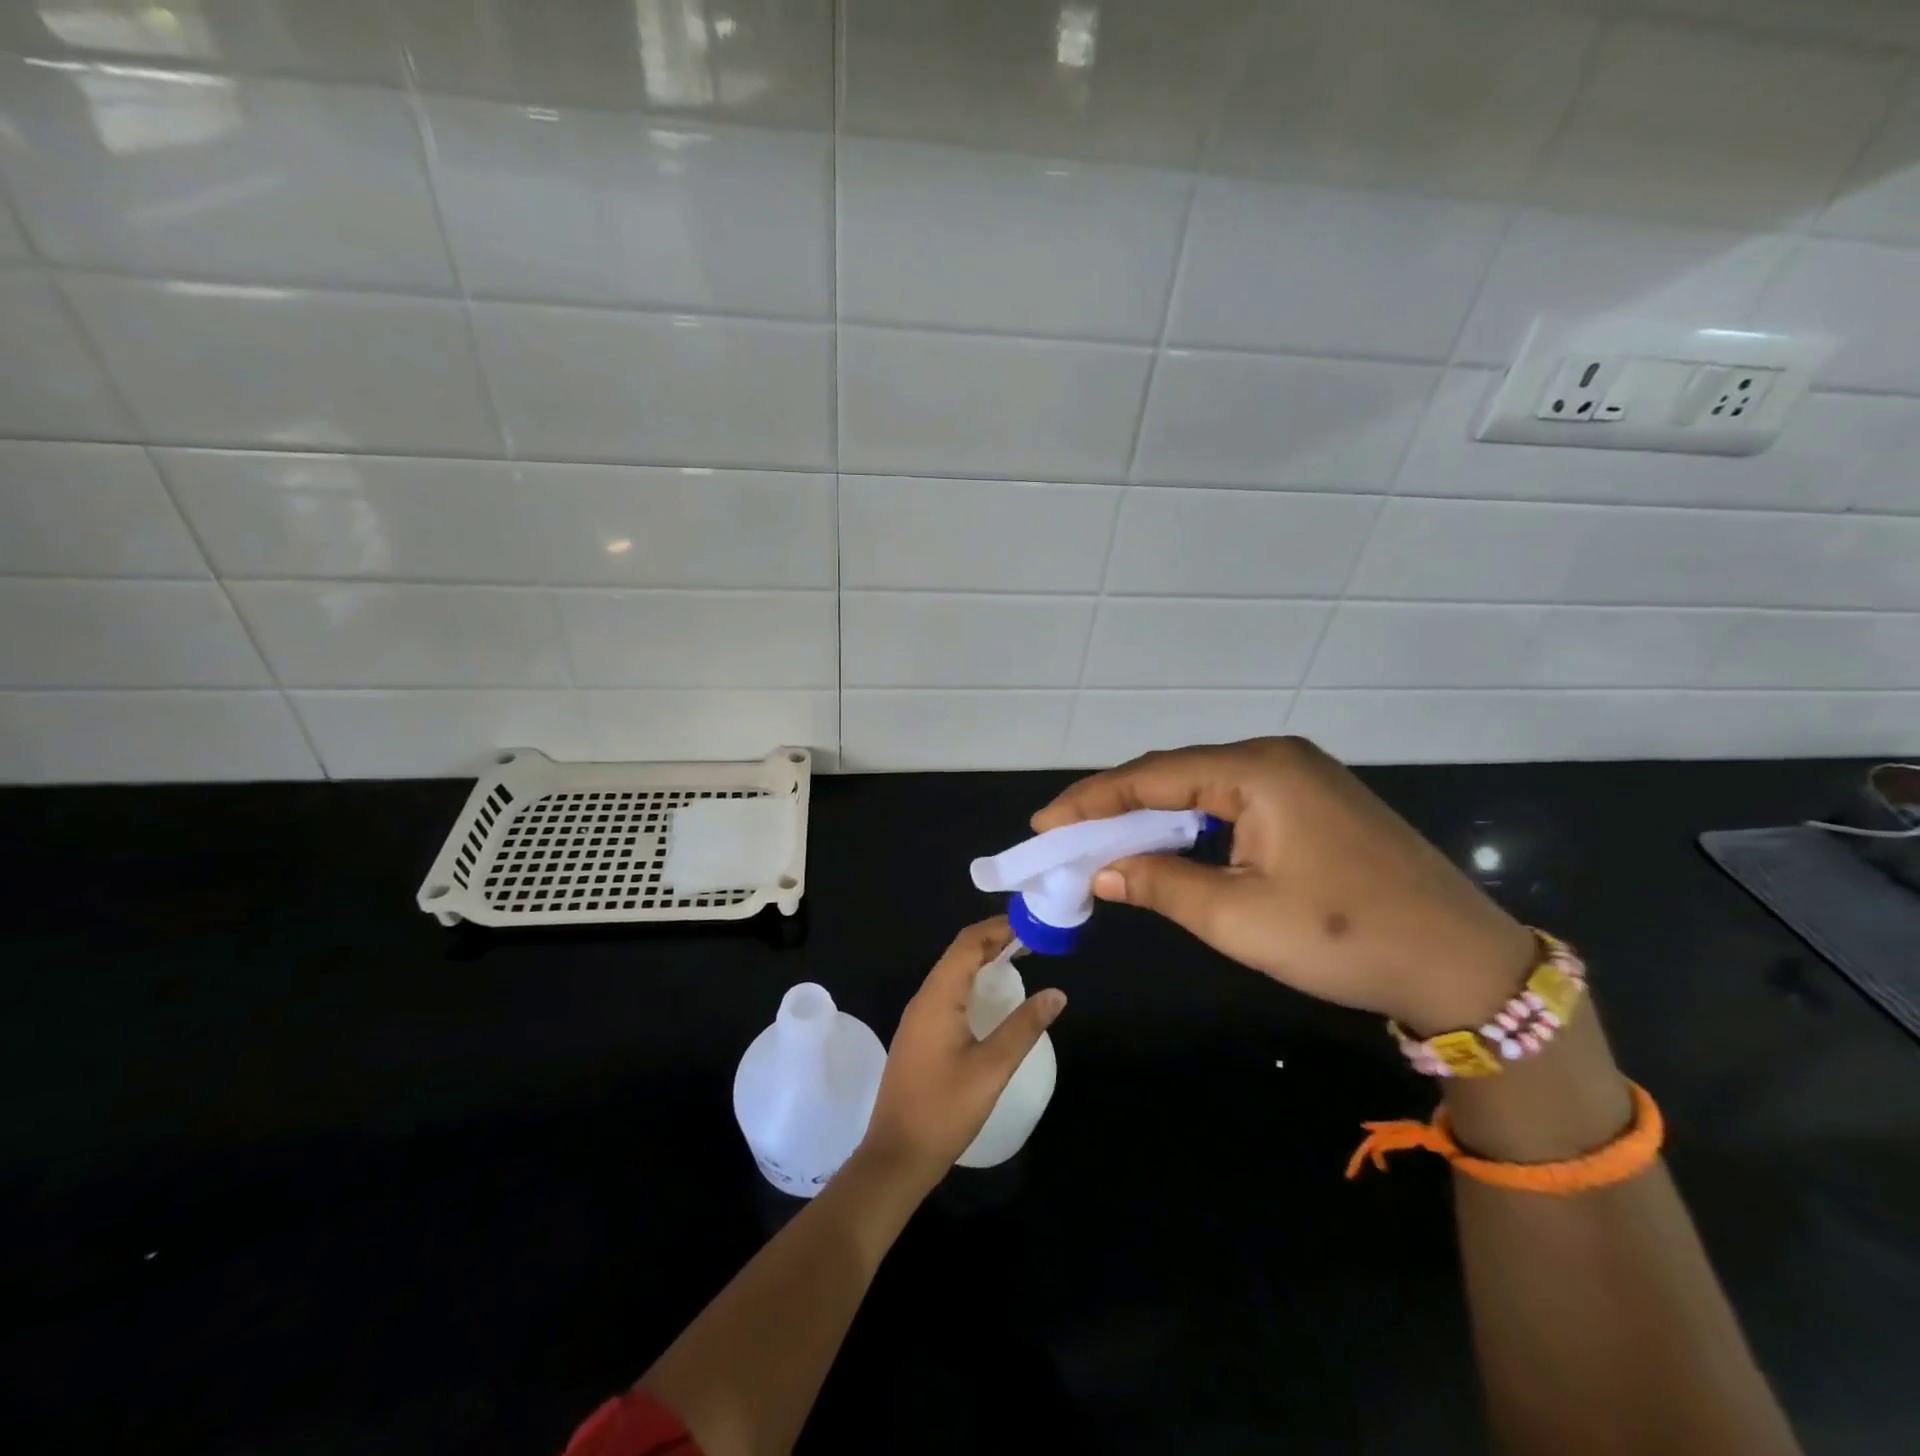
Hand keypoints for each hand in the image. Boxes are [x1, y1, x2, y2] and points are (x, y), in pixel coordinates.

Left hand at [860, 918, 1066, 1189]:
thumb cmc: (944, 1109)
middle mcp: (924, 998)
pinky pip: (947, 993)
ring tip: (1019, 960)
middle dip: (994, 940)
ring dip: (982, 961)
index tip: (1032, 924)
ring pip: (952, 973)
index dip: (999, 928)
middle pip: (959, 953)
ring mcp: (918, 1017)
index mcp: (938, 996)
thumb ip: (1024, 1027)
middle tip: (1033, 940)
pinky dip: (972, 982)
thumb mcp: (992, 1068)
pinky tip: (991, 998)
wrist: (896, 1155)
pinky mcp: (919, 1035)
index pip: (968, 943)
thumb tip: (1056, 993)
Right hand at [1033, 737, 1535, 1033]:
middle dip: (1117, 806)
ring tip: (1105, 841)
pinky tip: (1171, 845)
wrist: (1465, 966)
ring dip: (1154, 816)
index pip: (1152, 777)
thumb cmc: (1344, 937)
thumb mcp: (1238, 916)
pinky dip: (1194, 824)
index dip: (1091, 801)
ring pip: (1205, 789)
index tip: (1044, 824)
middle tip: (1067, 836)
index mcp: (1257, 770)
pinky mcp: (1318, 802)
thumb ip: (1160, 884)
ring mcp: (1303, 776)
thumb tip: (1102, 871)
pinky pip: (1235, 802)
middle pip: (1176, 775)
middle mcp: (1278, 757)